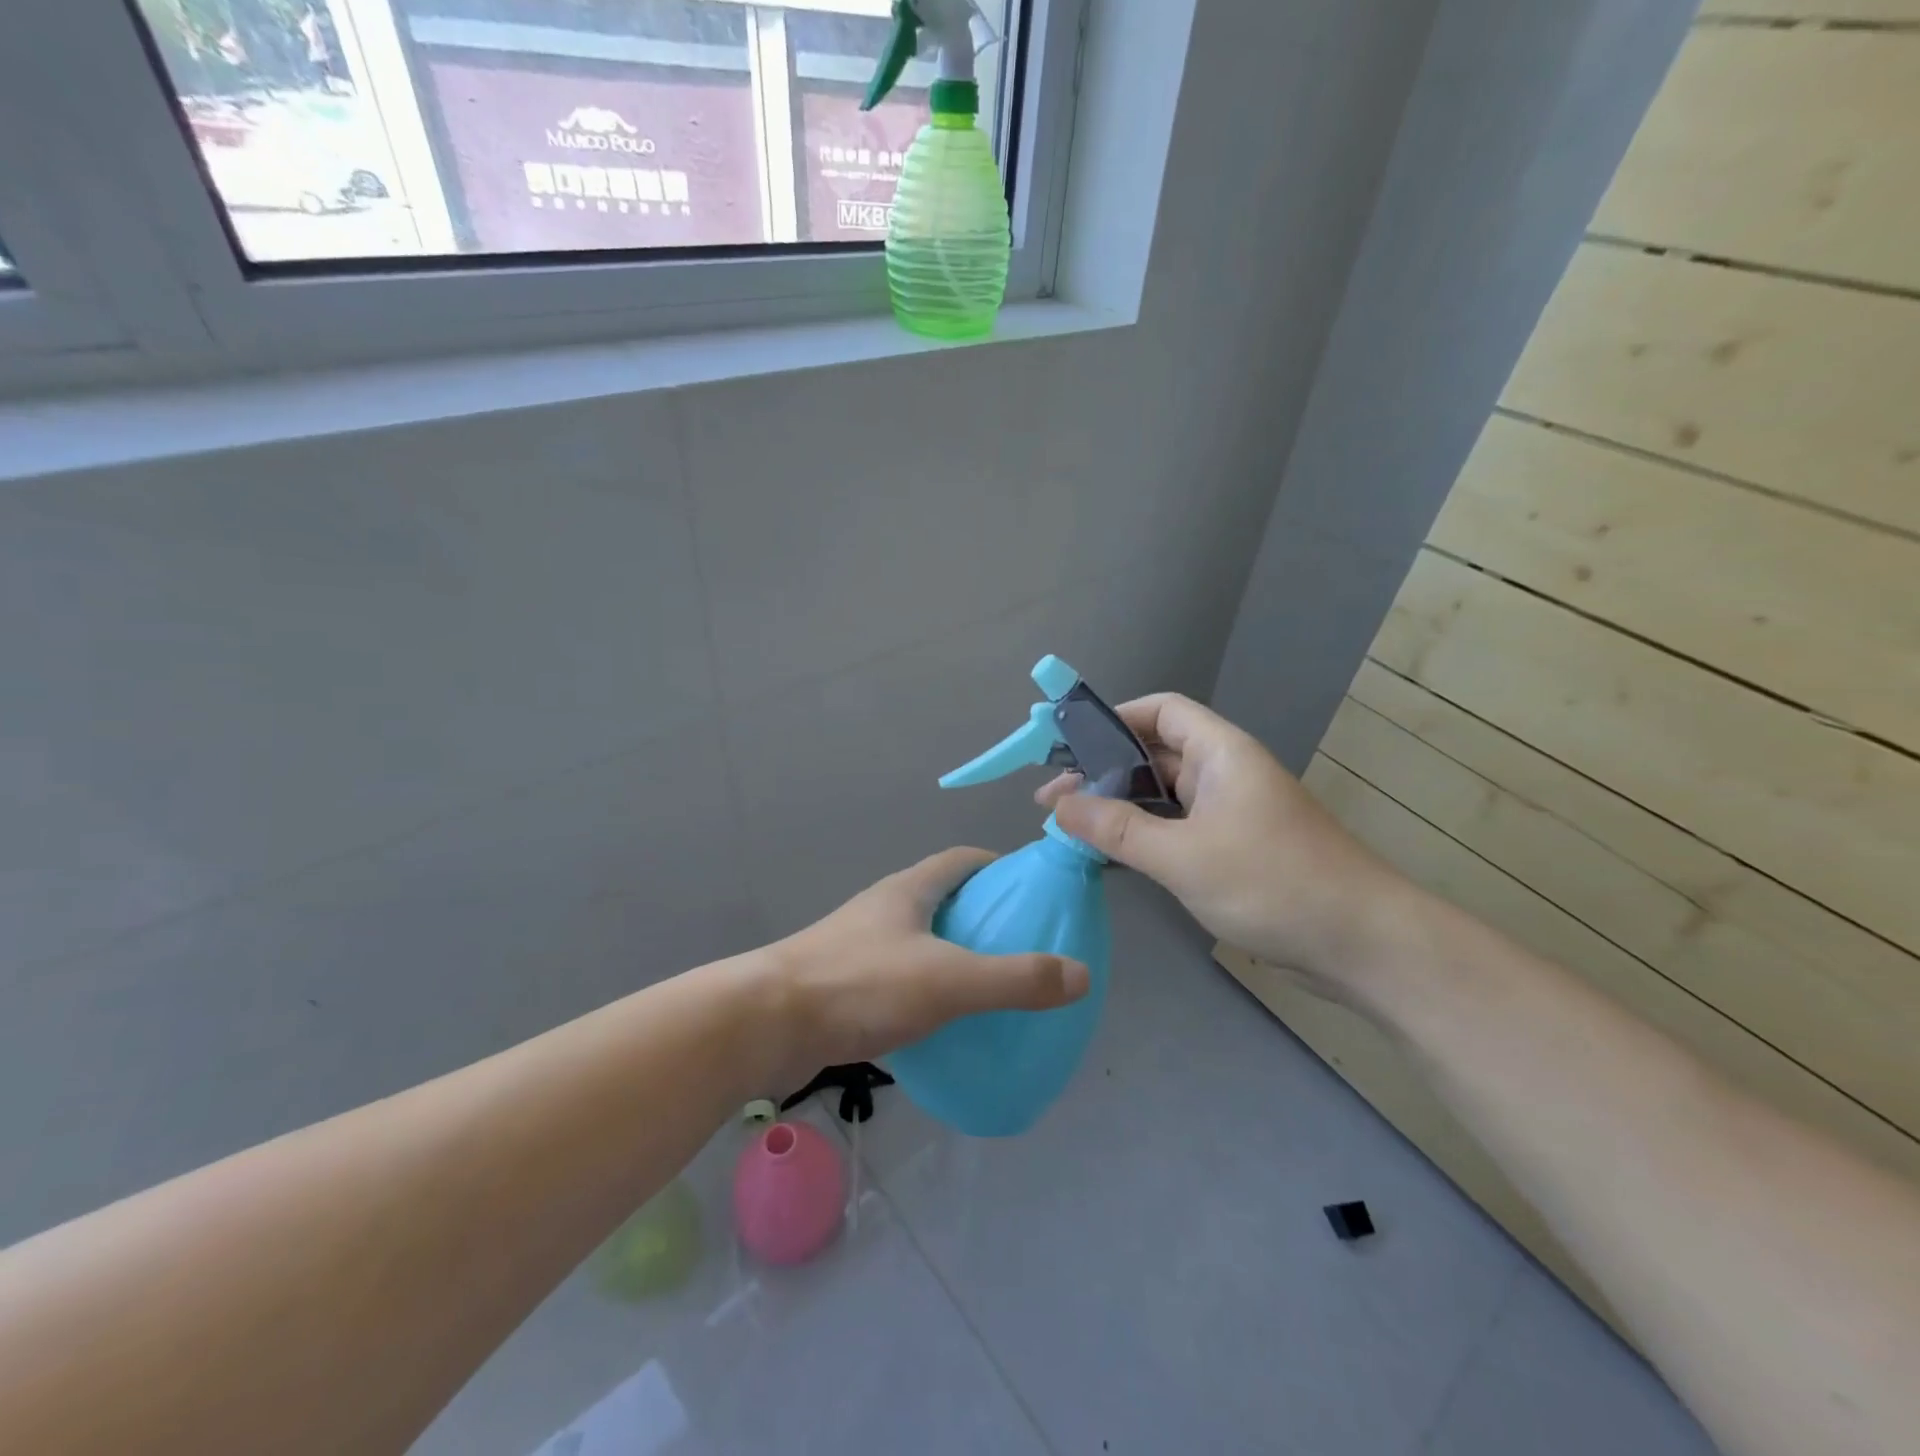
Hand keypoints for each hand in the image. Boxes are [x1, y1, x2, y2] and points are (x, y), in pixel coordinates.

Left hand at [765, 849, 1089, 1085]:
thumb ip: (1015, 979)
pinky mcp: (845, 985)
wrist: (766, 1024)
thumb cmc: (860, 985)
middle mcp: (884, 909)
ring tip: (991, 987)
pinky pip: (900, 978)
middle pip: (942, 898)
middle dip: (981, 915)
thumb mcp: (948, 980)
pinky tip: (944, 1024)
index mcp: (909, 890)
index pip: (961, 860)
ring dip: (953, 955)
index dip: (997, 866)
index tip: (1030, 889)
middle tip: (1021, 945)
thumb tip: (1081, 975)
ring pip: (920, 940)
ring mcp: (860, 946)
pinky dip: (928, 990)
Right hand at [1038, 694, 1411, 1002]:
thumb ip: (1118, 829)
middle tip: (1052, 801)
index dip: (1115, 718)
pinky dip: (1143, 835)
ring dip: (1120, 807)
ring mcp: (1232, 812)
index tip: (1069, 746)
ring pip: (1164, 795)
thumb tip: (1059, 806)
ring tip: (1071, 827)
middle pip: (1156, 753)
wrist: (1361, 944)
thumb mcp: (1182, 856)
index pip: (1162, 710)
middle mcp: (1226, 773)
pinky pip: (1177, 828)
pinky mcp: (1235, 849)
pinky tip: (1112, 854)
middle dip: (1104, 771)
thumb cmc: (1271, 883)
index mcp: (1221, 753)